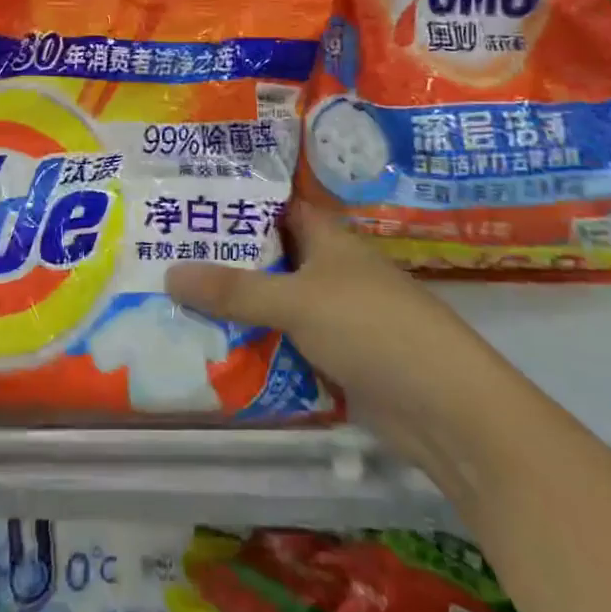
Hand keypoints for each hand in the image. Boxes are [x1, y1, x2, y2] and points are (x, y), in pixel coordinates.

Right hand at [166, 201, 487, 447]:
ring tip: (174, 303)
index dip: (239, 203)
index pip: (277, 208)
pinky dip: (258, 348)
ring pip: (275, 305)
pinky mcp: (337, 360)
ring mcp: (335, 317)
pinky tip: (214, 352)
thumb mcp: (297, 301)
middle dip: (225, 261)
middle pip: (271, 258)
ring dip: (237, 309)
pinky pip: (286, 345)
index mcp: (329, 239)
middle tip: (165, 256)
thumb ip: (234, 290)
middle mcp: (331, 271)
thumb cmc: (372, 328)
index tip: (190, 203)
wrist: (445, 408)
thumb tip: (169, 273)